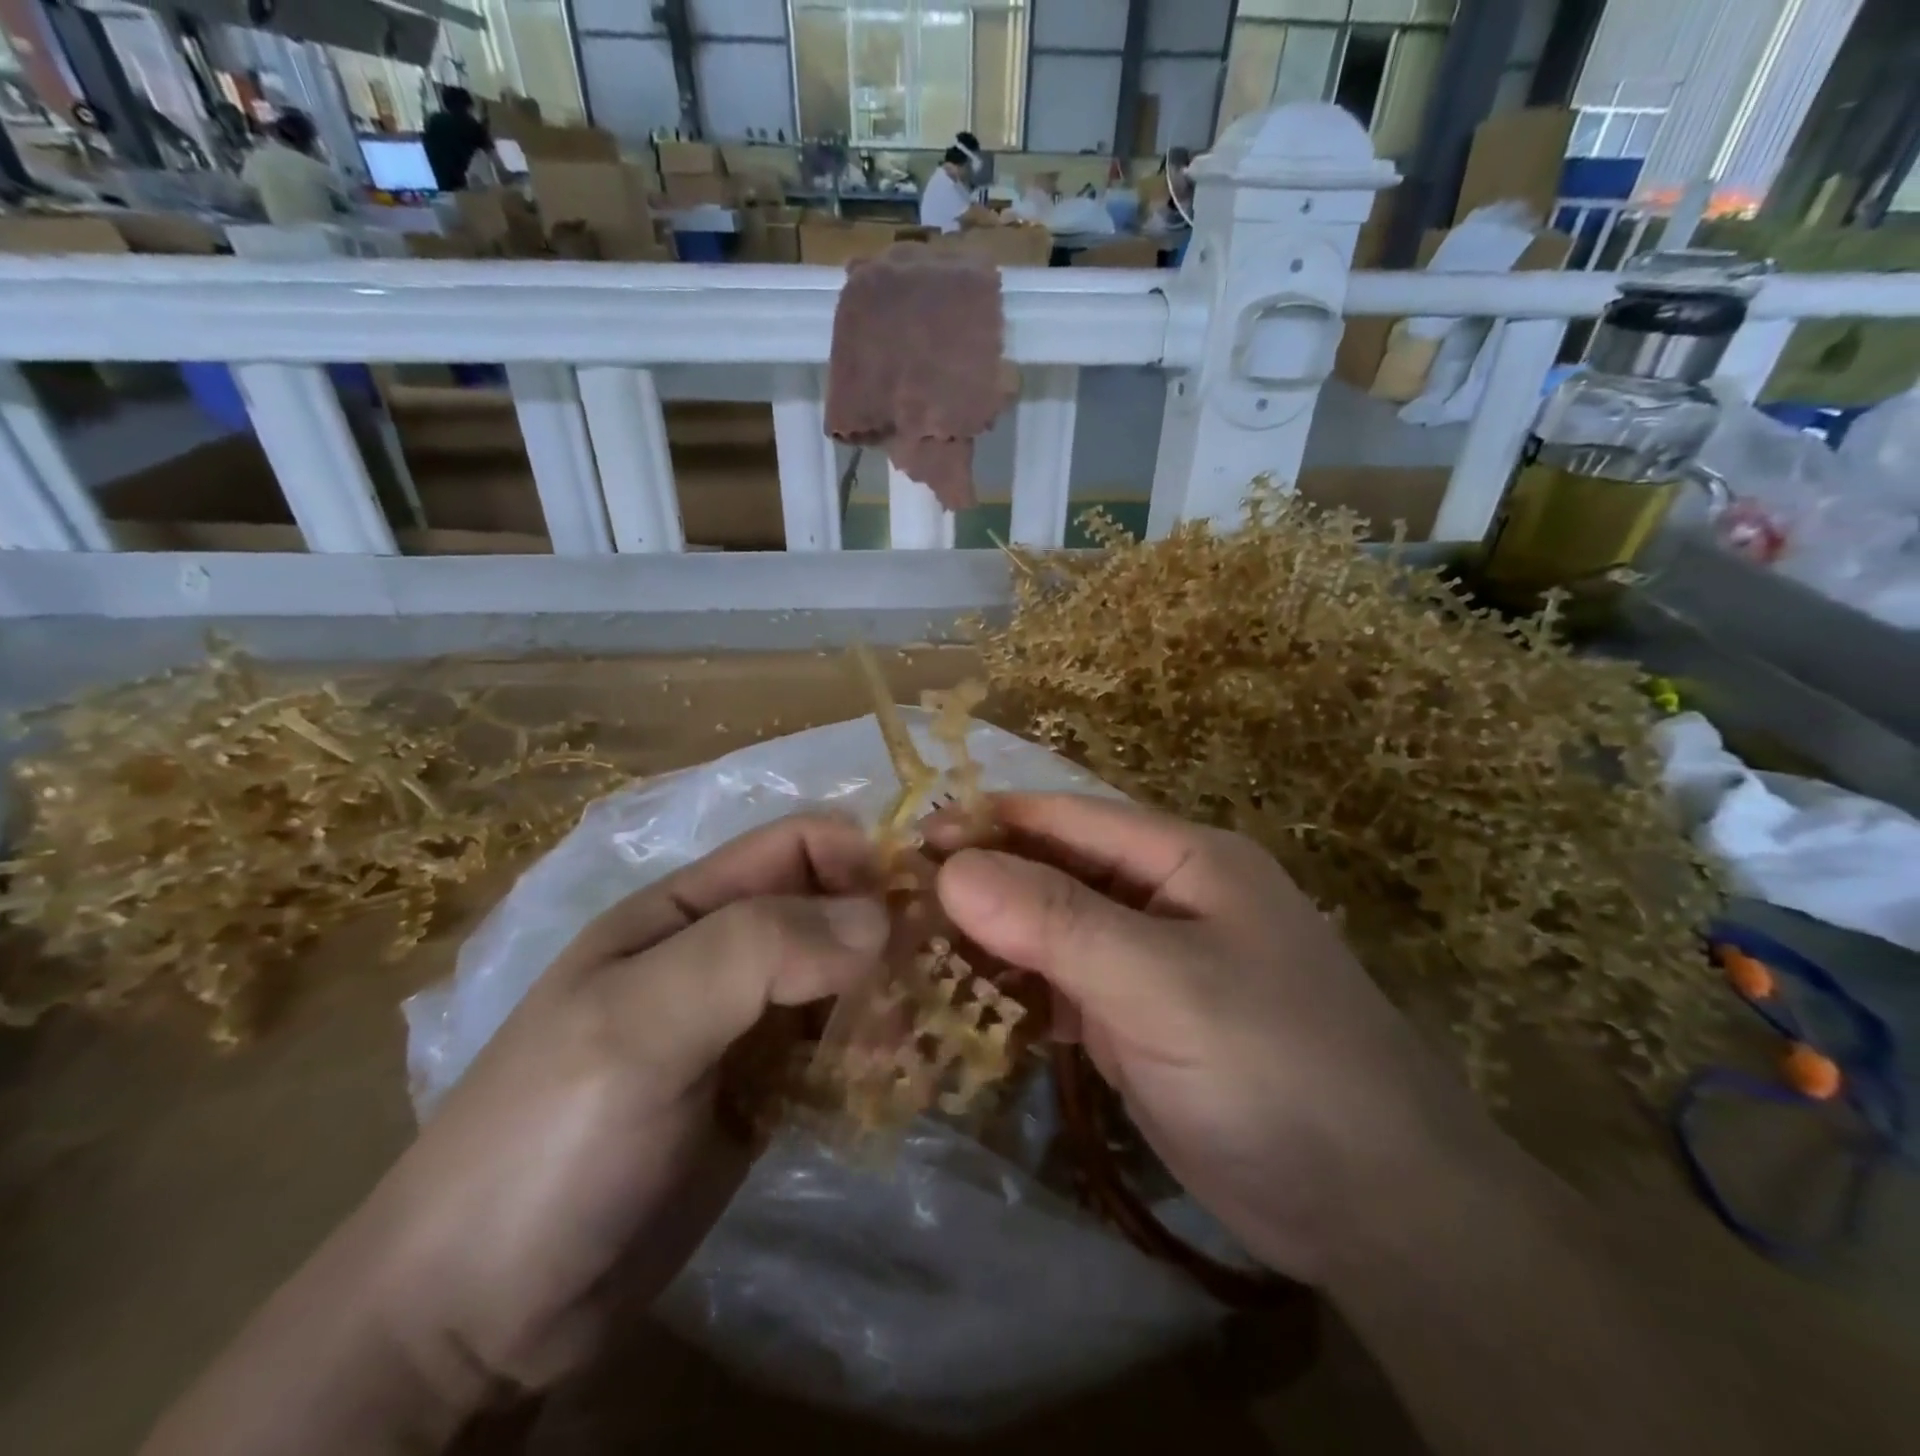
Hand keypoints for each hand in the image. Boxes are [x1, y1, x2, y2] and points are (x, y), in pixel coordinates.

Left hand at [363, 814, 887, 1396]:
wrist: (474, 1318)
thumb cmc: (548, 1139)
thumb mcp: (640, 1023)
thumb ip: (756, 952)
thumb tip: (880, 919)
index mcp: (687, 910)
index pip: (796, 846)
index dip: (862, 857)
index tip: (926, 901)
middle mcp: (722, 955)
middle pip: (829, 911)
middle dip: (888, 932)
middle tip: (940, 978)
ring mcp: (744, 1028)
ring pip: (841, 981)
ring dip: (888, 997)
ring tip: (922, 1039)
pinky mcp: (763, 1094)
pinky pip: (836, 1051)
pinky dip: (873, 1055)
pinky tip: (900, 1079)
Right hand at [936, 794, 1491, 1283]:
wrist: (1375, 1209)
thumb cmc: (1275, 1068)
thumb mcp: (1162, 984)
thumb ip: (1057, 922)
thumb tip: (952, 867)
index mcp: (1183, 859)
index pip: (1068, 819)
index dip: (989, 823)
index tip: (910, 843)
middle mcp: (1163, 898)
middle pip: (1054, 873)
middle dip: (981, 885)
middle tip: (896, 905)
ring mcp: (1149, 962)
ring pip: (1051, 932)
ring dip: (990, 941)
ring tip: (911, 953)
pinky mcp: (1138, 1020)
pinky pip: (1062, 988)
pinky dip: (1016, 993)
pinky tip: (964, 1004)